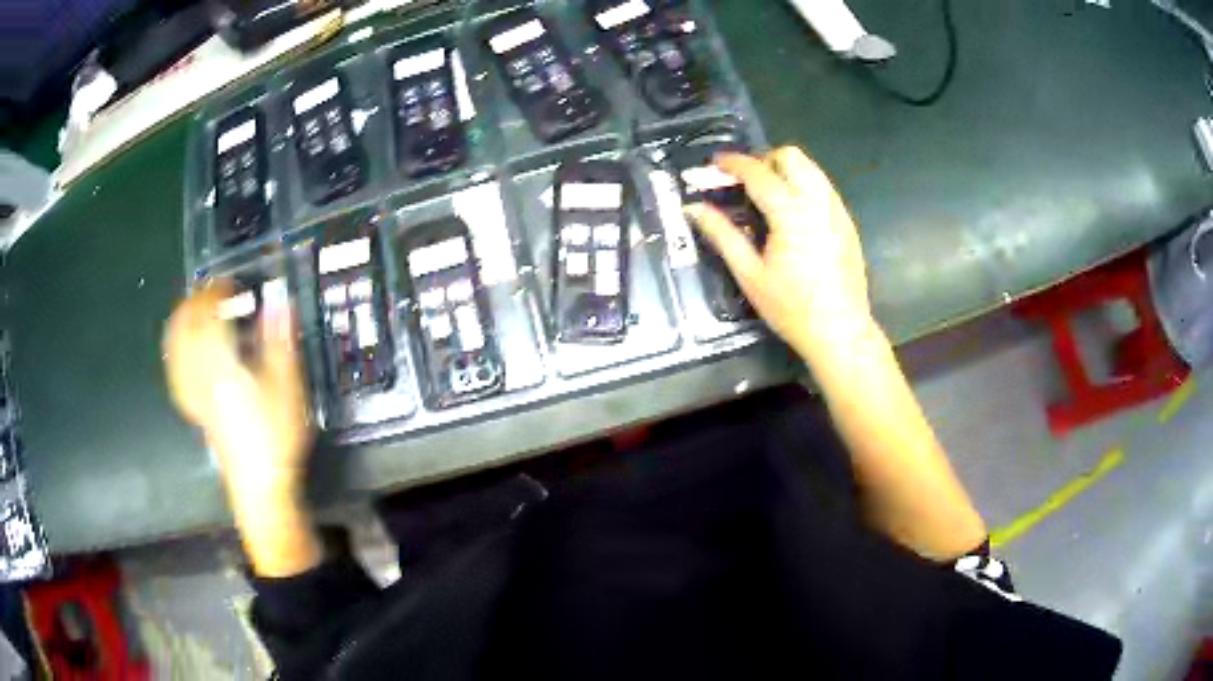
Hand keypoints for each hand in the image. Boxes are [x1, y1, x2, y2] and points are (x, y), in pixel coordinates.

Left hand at [163, 282, 312, 503]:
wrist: (259, 483)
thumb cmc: (275, 434)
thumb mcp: (286, 386)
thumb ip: (278, 340)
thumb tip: (278, 300)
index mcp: (221, 363)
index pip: (208, 315)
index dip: (215, 293)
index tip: (229, 283)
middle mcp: (200, 373)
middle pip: (185, 328)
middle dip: (195, 303)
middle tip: (211, 293)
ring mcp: (194, 392)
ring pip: (176, 348)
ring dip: (182, 323)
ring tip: (194, 311)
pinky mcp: (194, 408)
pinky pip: (176, 371)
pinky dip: (177, 352)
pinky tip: (184, 351)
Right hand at [685, 146, 874, 363]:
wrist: (840, 331)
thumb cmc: (792, 308)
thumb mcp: (750, 274)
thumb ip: (722, 235)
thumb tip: (693, 208)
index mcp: (791, 213)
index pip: (758, 172)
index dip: (733, 163)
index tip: (715, 163)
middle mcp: (818, 202)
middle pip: (791, 156)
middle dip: (763, 159)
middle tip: (744, 182)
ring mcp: (837, 210)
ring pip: (811, 168)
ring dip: (784, 170)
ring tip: (765, 195)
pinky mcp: (847, 222)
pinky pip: (823, 187)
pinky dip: (802, 185)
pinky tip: (791, 214)